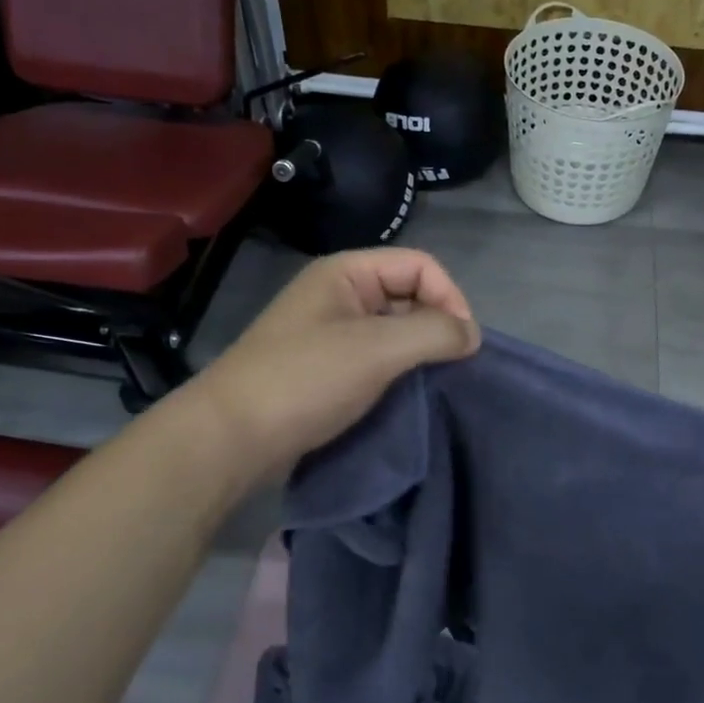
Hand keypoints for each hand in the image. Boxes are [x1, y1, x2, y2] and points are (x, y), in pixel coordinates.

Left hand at [185, 248, 479, 480]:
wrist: (231, 438)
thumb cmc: (306, 380)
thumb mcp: (378, 349)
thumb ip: (434, 333)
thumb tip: (472, 335)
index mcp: (347, 273)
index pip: (421, 265)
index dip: (450, 297)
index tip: (465, 344)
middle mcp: (339, 294)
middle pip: (409, 293)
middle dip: (437, 324)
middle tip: (451, 366)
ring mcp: (329, 332)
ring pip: (393, 328)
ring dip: (418, 351)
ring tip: (433, 382)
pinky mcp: (325, 367)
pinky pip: (375, 356)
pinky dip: (398, 370)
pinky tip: (406, 394)